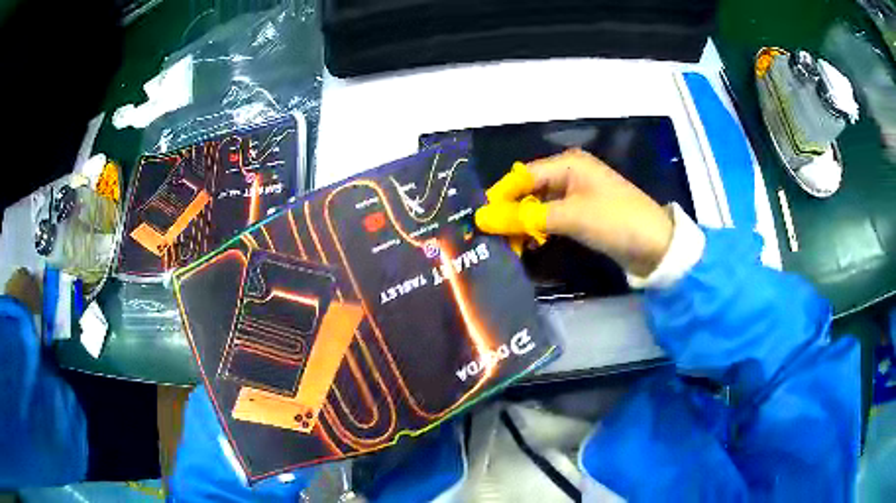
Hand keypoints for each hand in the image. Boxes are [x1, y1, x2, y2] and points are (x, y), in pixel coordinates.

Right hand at [476, 149, 673, 276]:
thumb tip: (483, 217)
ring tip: (506, 245)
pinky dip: (539, 231)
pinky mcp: (583, 215)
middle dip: (510, 211)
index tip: (479, 218)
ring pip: (539, 206)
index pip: (523, 175)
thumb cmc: (615, 221)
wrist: (656, 246)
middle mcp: (570, 175)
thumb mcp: (571, 216)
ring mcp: (577, 196)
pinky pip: (552, 219)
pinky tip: (527, 245)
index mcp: (568, 164)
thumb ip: (527, 217)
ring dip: (523, 223)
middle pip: (530, 190)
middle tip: (489, 236)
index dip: (501, 196)